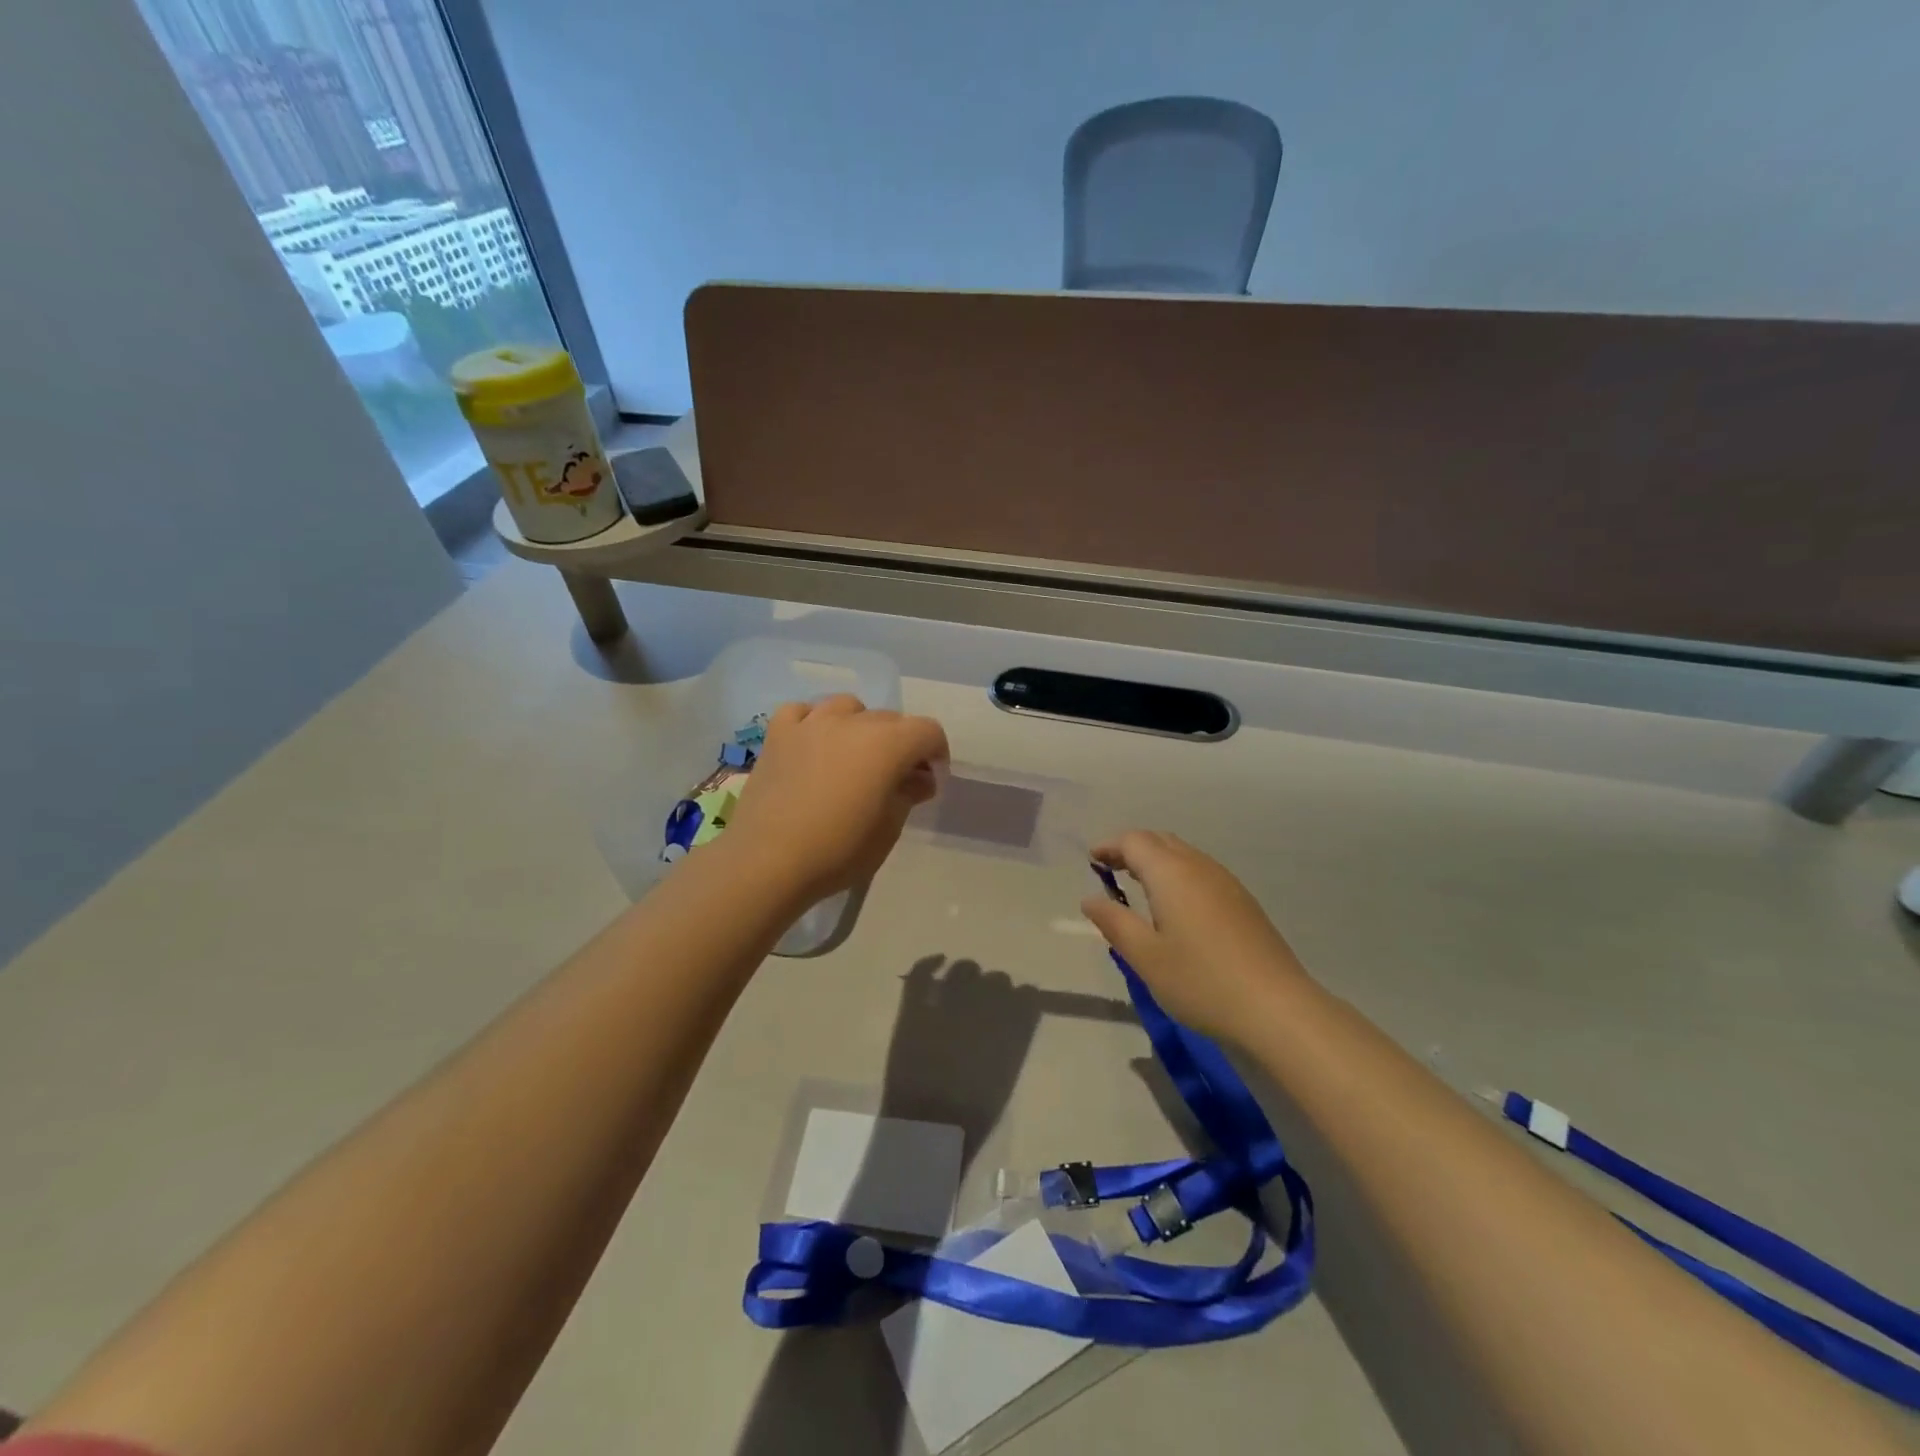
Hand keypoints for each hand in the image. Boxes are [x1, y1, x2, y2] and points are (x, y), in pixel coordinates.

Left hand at [721, 695, 948, 902]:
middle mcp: (852, 723)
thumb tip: (918, 779)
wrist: (768, 861)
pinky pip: (802, 712)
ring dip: (860, 726)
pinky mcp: (778, 735)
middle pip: (890, 719)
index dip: (936, 753)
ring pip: (847, 707)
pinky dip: (813, 722)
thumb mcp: (888, 830)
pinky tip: (812, 744)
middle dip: (900, 744)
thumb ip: (908, 794)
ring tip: (853, 756)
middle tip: (893, 780)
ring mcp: (811, 724)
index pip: (927, 731)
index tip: (929, 781)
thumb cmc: (838, 851)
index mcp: (888, 744)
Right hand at [1080, 831, 1307, 1044]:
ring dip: (1157, 861)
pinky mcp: (1244, 903)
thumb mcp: (1145, 957)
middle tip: (1110, 869)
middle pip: (1161, 841)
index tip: (1092, 860)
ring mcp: (1227, 883)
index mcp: (1171, 873)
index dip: (1110, 846)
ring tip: (1138, 885)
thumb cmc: (1201, 981)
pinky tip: (1175, 906)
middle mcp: (1200, 867)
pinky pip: (1202, 872)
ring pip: (1184, 855)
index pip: (1135, 841)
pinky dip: (1178, 875)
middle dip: (1132, 848)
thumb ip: (1114, 923)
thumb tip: (1091, 899)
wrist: (1277, 1009)